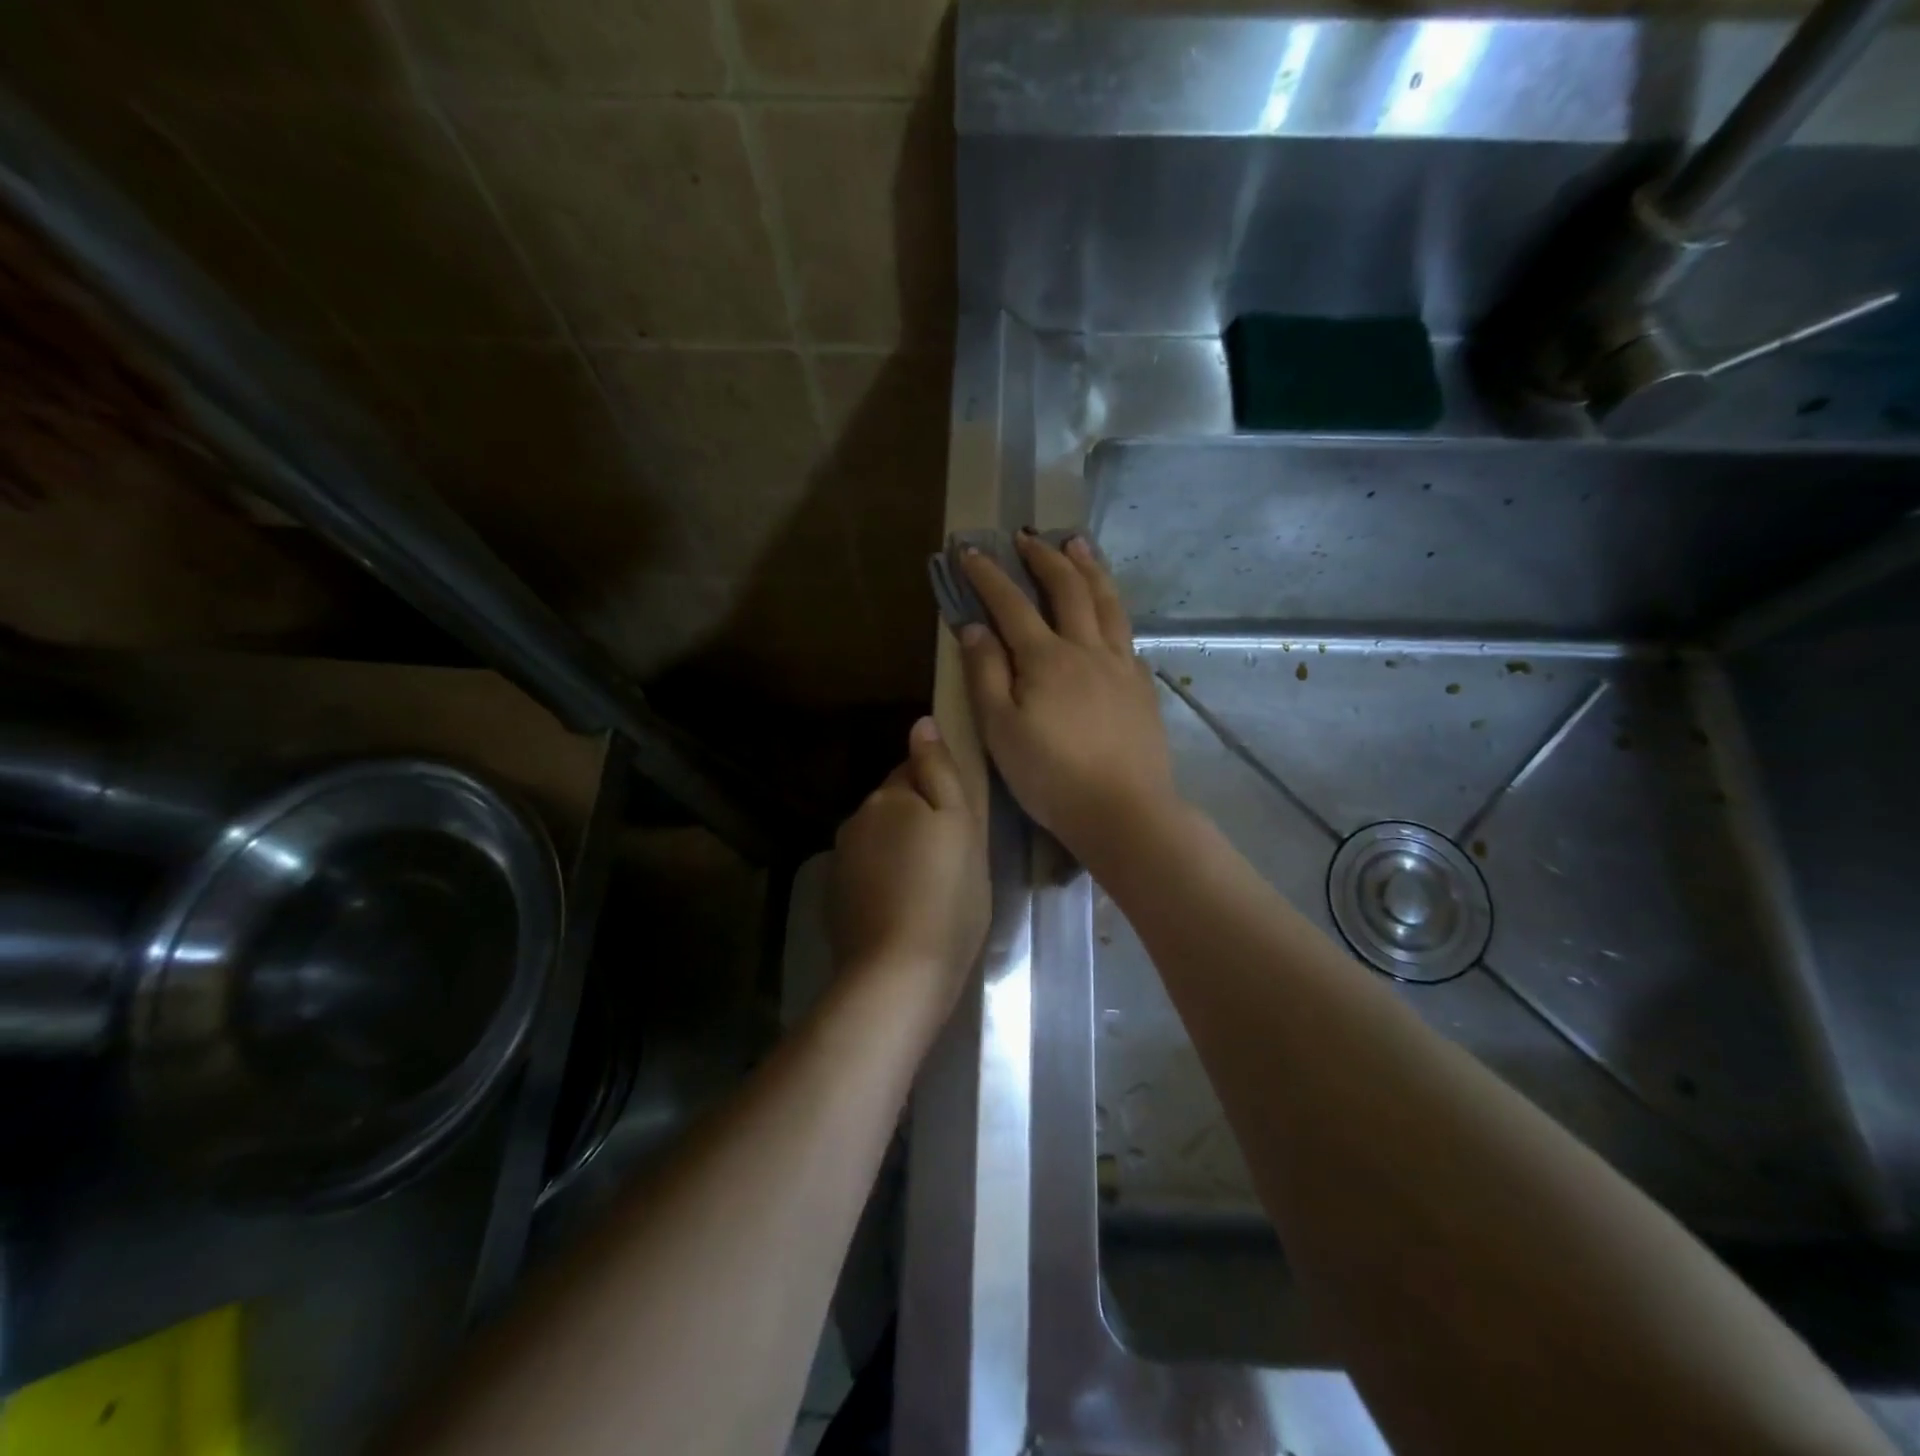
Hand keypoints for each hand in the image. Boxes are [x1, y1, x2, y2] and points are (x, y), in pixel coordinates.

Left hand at [829, 718, 989, 1017]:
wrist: (898, 972)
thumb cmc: (946, 895)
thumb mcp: (961, 825)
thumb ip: (940, 771)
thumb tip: (921, 723)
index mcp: (888, 797)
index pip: (913, 771)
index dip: (939, 790)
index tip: (960, 820)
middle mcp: (856, 820)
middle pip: (893, 806)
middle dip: (918, 820)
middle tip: (952, 858)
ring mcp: (841, 861)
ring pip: (879, 840)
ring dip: (900, 851)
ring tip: (931, 888)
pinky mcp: (835, 898)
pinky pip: (867, 873)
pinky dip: (885, 881)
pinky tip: (905, 908)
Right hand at [958, 532, 1177, 861]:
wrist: (1124, 810)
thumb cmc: (1051, 776)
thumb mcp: (1000, 730)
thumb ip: (985, 674)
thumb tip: (974, 627)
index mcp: (1046, 659)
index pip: (1012, 604)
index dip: (989, 575)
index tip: (970, 550)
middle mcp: (1087, 649)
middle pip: (1068, 589)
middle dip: (1045, 558)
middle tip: (1029, 537)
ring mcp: (1122, 666)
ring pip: (1108, 603)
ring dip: (1090, 569)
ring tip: (1079, 545)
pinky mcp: (1143, 688)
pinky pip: (1128, 637)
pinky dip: (1114, 614)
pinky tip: (1111, 617)